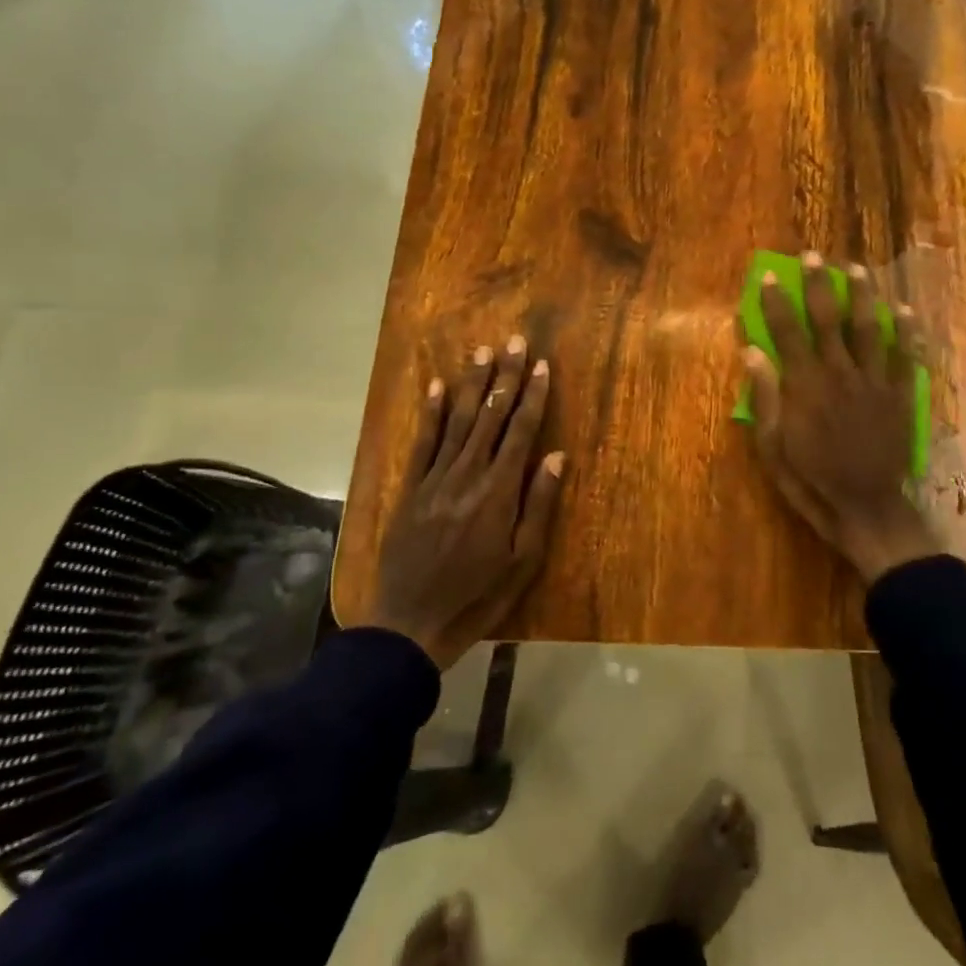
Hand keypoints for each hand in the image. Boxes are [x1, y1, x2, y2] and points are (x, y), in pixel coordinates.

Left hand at [362, 336, 564, 668]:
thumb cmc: (477, 596)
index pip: (520, 432)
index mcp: (498, 492)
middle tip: (515, 341)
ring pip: (458, 421)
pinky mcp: (410, 489)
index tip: (542, 366)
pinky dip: (432, 413)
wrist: (410, 623)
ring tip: (483, 352)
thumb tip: (556, 455)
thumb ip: (538, 504)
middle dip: (505, 377)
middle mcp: (467, 475)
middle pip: (491, 417)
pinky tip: (438, 387)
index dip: (532, 396)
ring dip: (473, 385)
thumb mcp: (522, 561)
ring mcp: (435, 480)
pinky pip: (423, 443)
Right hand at [743, 253, 934, 585]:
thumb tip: (752, 353)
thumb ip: (764, 398)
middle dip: (817, 284)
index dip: (775, 302)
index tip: (769, 276)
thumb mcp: (772, 447)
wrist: (867, 508)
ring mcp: (873, 382)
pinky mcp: (899, 395)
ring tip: (856, 269)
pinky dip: (905, 332)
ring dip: (862, 296)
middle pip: (827, 319)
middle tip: (813, 256)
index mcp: (804, 386)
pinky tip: (904, 310)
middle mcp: (838, 373)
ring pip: (868, 328)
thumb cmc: (811, 481)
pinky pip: (904, 356)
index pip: (786, 332)